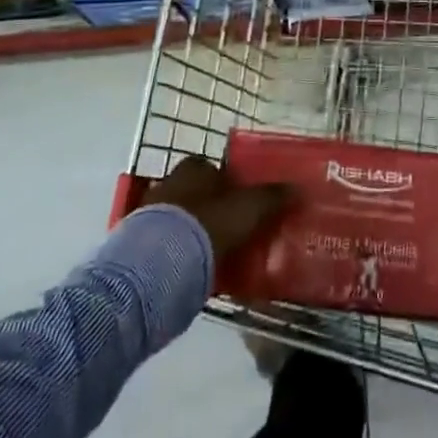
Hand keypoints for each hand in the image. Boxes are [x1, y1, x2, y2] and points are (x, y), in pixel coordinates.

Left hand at [143, 155, 290, 259]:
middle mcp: (168, 183)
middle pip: (196, 193)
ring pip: (180, 219)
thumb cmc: (207, 225)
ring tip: (216, 254)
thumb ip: (272, 198)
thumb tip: (299, 188)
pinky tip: (194, 270)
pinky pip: (165, 244)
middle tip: (233, 230)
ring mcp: (149, 214)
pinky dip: (179, 253)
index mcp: (193, 168)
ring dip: (194, 232)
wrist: (157, 266)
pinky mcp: (137, 245)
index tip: (244, 204)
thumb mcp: (248, 209)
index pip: (214, 169)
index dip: (230, 184)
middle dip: (211, 208)